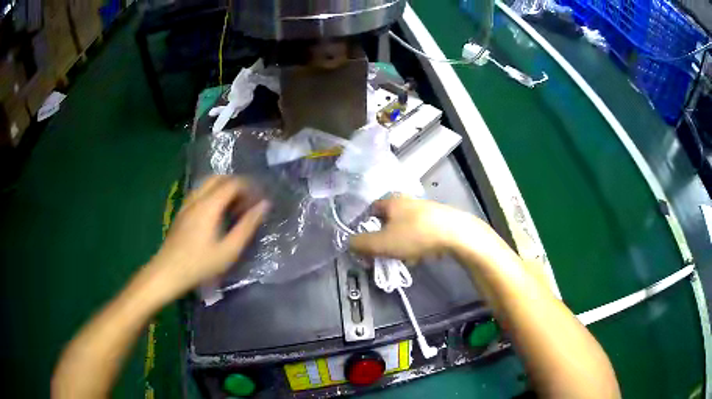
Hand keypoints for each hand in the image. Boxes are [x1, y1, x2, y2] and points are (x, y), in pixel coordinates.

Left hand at [149, 176, 268, 297]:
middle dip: (237, 185)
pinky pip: (200, 193)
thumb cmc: (200, 264)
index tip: (259, 201)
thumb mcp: (229, 250)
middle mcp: (197, 198)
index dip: (249, 188)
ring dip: (224, 189)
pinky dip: (213, 195)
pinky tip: (217, 214)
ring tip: (234, 208)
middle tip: (248, 203)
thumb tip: (264, 205)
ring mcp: (187, 203)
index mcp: (209, 205)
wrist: (168, 272)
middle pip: (219, 178)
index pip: (233, 183)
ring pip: (208, 184)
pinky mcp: (182, 211)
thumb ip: (247, 226)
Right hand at [349, 197, 485, 263]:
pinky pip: (421, 233)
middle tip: (385, 254)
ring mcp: (426, 209)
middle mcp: (408, 201)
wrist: (456, 234)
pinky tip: (421, 255)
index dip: (365, 225)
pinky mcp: (440, 219)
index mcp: (392, 201)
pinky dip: (417, 244)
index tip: (366, 243)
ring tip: (405, 258)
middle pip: (389, 221)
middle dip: (385, 239)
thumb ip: (362, 243)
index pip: (371, 209)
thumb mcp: (382, 243)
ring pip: (405, 228)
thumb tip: (349, 243)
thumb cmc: (414, 235)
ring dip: (402, 244)